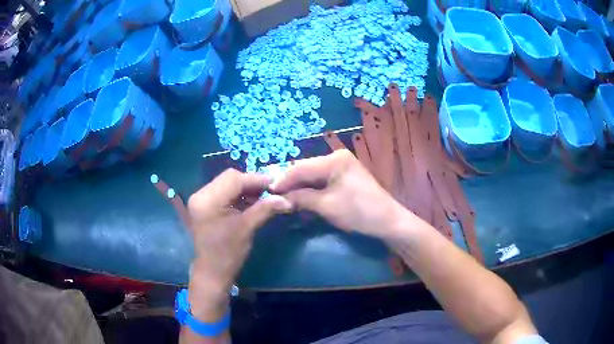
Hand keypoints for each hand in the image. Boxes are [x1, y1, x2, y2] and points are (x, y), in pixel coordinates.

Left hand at [186, 169, 290, 320]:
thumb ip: (265, 209)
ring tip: (262, 199)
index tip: (275, 185)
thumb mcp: (247, 229)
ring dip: (245, 189)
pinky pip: (223, 192)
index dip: (256, 180)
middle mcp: (200, 194)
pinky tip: (250, 203)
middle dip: (251, 183)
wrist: (212, 272)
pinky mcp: (204, 205)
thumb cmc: (228, 253)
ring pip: (227, 183)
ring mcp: (200, 199)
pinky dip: (238, 195)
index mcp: (207, 200)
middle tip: (269, 192)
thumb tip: (287, 199)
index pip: (234, 179)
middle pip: (229, 178)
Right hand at [271, 149, 405, 239]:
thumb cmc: (359, 212)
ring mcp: (342, 166)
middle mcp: (337, 157)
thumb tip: (278, 197)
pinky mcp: (345, 176)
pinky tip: (300, 197)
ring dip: (299, 187)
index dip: (283, 180)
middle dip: (290, 183)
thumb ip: (301, 198)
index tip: (267, 191)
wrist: (387, 222)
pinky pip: (322, 181)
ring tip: (283, 198)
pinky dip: (310, 190)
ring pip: (312, 175)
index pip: (301, 167)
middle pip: (306, 169)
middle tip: (273, 195)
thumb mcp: (326, 206)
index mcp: (335, 159)